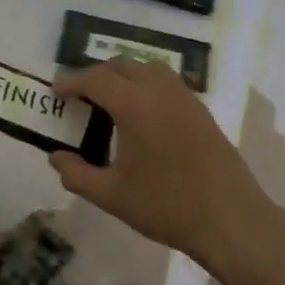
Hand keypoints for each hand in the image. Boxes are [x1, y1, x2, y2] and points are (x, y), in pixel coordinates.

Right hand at [48, 59, 278, 270]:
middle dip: (97, 75)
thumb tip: (55, 157)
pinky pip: (168, 82)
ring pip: (149, 69)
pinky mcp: (202, 111)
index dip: (71, 82)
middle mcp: (160, 91)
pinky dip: (148, 85)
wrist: (229, 218)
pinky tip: (143, 113)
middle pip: (123, 66)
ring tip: (110, 99)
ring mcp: (186, 98)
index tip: (56, 92)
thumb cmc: (165, 206)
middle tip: (79, 96)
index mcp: (135, 105)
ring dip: (125, 75)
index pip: (96, 80)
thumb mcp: (111, 195)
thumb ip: (76, 174)